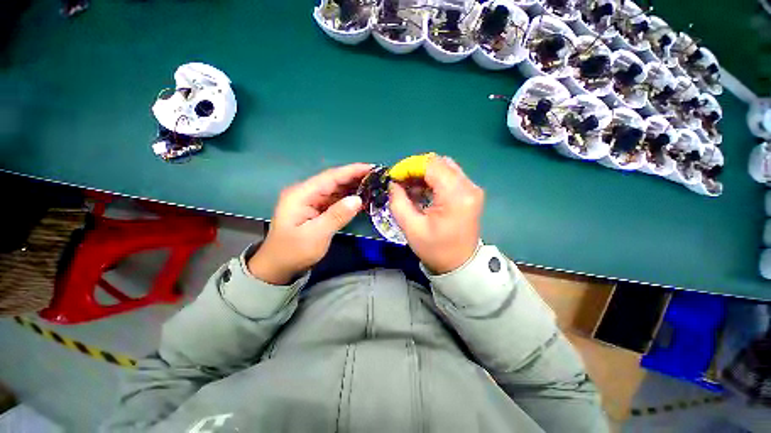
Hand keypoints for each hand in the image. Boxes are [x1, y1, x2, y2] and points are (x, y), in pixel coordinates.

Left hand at [248, 163, 371, 284]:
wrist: (278, 267)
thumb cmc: (294, 252)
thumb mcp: (316, 235)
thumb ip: (337, 215)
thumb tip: (357, 199)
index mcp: (301, 194)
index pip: (330, 177)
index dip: (351, 171)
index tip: (371, 168)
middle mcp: (305, 193)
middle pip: (333, 180)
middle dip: (355, 177)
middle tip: (377, 177)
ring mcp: (310, 201)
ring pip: (335, 189)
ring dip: (353, 187)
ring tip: (373, 185)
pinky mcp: (315, 209)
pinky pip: (334, 199)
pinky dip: (347, 198)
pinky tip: (360, 198)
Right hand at [389, 156, 483, 273]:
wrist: (459, 264)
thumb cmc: (435, 249)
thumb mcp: (411, 228)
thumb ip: (398, 202)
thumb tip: (393, 184)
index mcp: (456, 196)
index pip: (431, 165)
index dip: (409, 166)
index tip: (394, 177)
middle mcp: (468, 187)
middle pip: (439, 163)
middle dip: (416, 169)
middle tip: (401, 183)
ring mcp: (472, 188)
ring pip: (444, 167)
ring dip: (424, 174)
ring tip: (410, 188)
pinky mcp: (470, 192)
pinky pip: (450, 175)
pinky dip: (433, 179)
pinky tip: (422, 191)